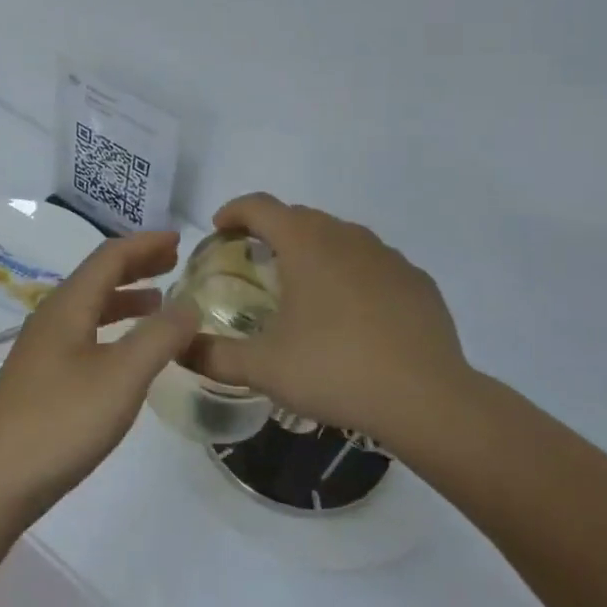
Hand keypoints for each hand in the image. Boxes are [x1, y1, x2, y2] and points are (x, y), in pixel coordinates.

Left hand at [0, 232, 199, 517]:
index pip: (109, 257)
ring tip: (159, 301)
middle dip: (136, 265)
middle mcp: (51, 317)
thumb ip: (159, 337)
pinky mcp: (41, 378)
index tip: (179, 240)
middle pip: (96, 277)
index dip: (145, 244)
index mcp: (67, 306)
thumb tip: (189, 303)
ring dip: (125, 297)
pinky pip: (84, 334)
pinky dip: (112, 328)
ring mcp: (42, 349)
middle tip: (174, 261)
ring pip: (89, 307)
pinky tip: (126, 351)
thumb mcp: (121, 377)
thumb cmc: (61, 422)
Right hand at [186, 194, 474, 442]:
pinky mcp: (416, 280)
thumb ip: (213, 355)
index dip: (234, 211)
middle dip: (272, 230)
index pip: (260, 206)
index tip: (220, 229)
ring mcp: (387, 256)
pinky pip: (373, 262)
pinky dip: (352, 273)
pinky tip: (352, 313)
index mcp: (305, 244)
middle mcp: (346, 237)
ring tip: (303, 287)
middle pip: (299, 216)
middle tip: (256, 263)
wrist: (427, 400)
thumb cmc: (335, 370)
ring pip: (339, 237)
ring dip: (314, 249)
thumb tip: (179, 348)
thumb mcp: (263, 368)